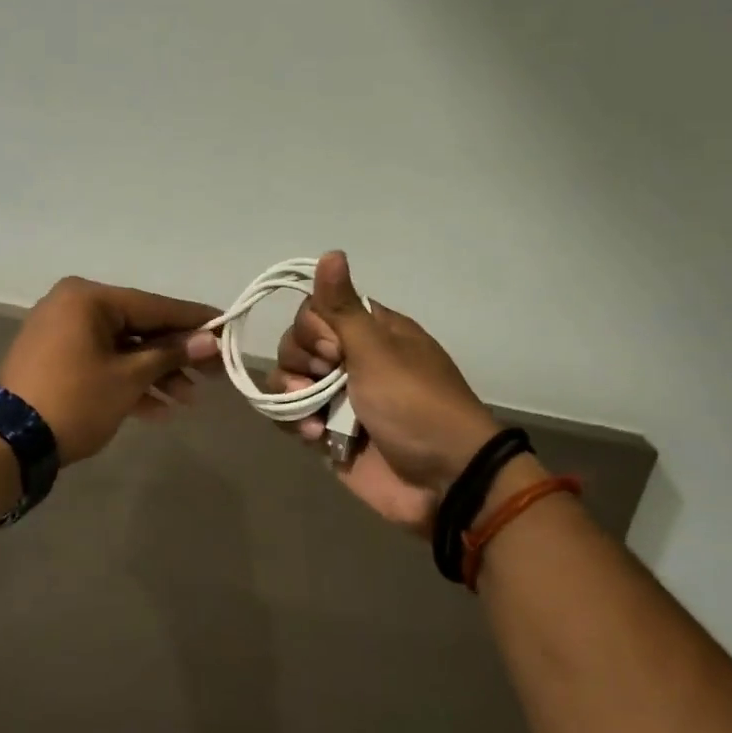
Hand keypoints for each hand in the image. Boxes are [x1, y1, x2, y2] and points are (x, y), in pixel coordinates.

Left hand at [0, 277, 222, 462]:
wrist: (9, 442)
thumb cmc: (75, 399)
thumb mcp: (129, 377)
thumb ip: (171, 354)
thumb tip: (211, 340)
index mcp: (88, 298)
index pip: (154, 305)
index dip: (193, 320)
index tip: (227, 327)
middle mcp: (73, 306)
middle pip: (139, 328)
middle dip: (175, 356)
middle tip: (212, 375)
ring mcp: (61, 334)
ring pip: (121, 349)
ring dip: (154, 374)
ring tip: (187, 401)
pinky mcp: (55, 361)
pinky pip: (101, 363)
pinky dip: (127, 382)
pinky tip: (158, 410)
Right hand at [271, 252, 499, 533]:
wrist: (443, 481)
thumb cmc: (415, 405)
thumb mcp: (378, 351)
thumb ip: (342, 308)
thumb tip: (331, 251)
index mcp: (370, 332)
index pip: (316, 310)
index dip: (314, 328)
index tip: (334, 348)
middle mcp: (350, 359)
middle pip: (296, 342)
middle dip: (301, 361)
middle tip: (326, 379)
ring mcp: (336, 397)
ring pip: (288, 378)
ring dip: (292, 394)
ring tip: (314, 417)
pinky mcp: (326, 431)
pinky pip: (291, 415)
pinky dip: (294, 422)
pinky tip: (314, 435)